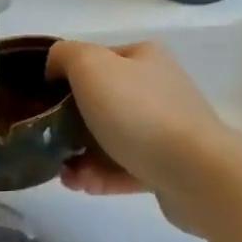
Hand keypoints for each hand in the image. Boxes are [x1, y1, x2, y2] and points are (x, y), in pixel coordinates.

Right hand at [46, 38, 241, 234]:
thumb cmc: (139, 112)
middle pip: (103, 100)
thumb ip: (65, 56)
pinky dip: (102, 176)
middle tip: (50, 141)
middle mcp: (158, 87)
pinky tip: (83, 186)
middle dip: (71, 123)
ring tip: (64, 174)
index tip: (44, 102)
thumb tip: (55, 68)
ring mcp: (167, 129)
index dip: (67, 77)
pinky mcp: (170, 168)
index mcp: (144, 57)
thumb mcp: (90, 66)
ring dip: (83, 154)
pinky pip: (127, 167)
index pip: (97, 59)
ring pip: (112, 138)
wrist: (197, 173)